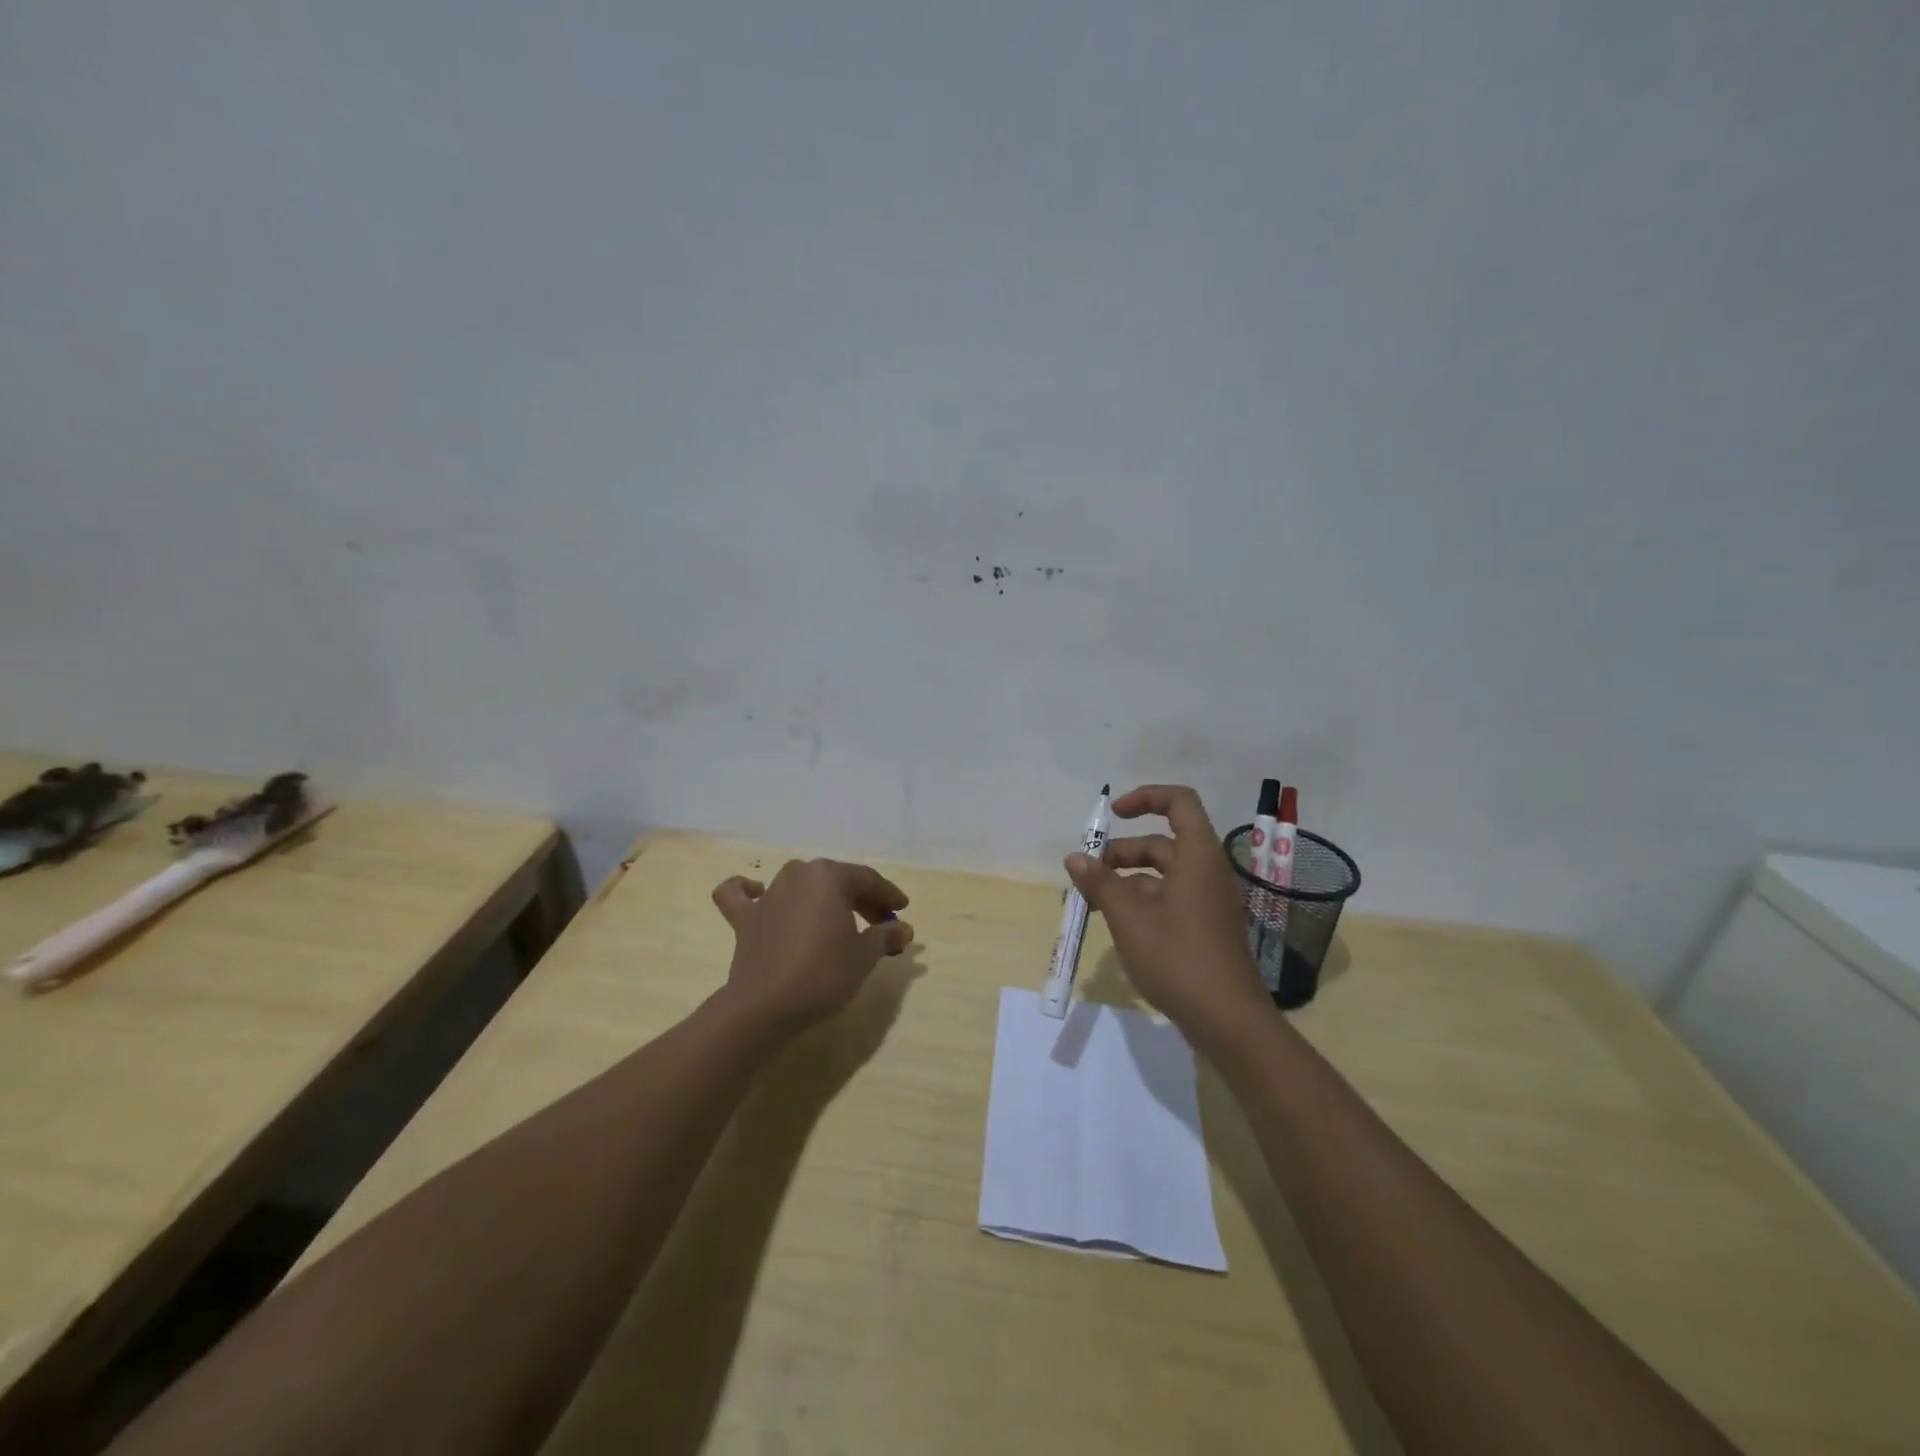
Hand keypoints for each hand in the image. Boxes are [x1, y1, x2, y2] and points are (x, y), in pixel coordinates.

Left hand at [710, 858, 913, 1035]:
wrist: (765, 1006)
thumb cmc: (823, 973)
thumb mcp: (864, 956)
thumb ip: (884, 936)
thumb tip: (903, 929)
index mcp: (828, 876)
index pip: (867, 879)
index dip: (888, 895)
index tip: (902, 910)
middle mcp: (797, 875)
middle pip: (836, 881)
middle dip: (861, 900)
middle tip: (880, 924)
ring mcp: (768, 895)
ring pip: (800, 885)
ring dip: (820, 898)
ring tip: (836, 920)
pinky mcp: (744, 919)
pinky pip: (741, 896)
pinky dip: (748, 891)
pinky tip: (757, 893)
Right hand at [1065, 784, 1268, 1045]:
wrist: (1228, 1021)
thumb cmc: (1178, 958)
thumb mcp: (1129, 918)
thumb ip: (1100, 883)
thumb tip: (1075, 857)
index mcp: (1197, 856)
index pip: (1178, 802)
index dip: (1146, 798)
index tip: (1113, 814)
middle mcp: (1205, 872)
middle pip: (1161, 842)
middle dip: (1121, 852)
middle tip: (1087, 874)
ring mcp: (1206, 902)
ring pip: (1161, 875)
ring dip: (1126, 881)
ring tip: (1093, 903)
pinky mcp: (1203, 928)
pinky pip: (1168, 899)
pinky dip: (1140, 902)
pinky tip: (1117, 926)